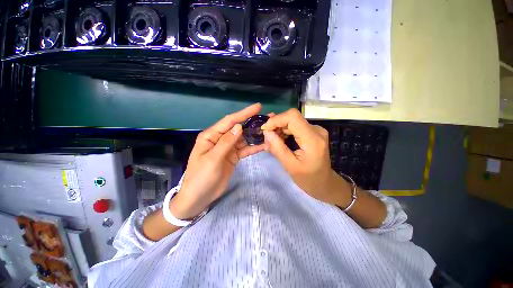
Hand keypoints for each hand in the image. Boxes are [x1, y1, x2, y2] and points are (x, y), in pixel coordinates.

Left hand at [169, 103, 265, 218]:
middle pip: (239, 128)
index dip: (244, 113)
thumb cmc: (200, 178)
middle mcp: (220, 139)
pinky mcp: (233, 157)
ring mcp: (228, 148)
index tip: (258, 107)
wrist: (199, 197)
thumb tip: (239, 126)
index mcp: (211, 136)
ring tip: (269, 130)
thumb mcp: (212, 159)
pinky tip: (264, 145)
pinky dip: (254, 147)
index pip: (229, 121)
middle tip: (268, 119)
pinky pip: (245, 150)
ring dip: (255, 135)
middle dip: (252, 123)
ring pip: (244, 139)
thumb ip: (226, 142)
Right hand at [261, 109, 346, 204]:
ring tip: (272, 141)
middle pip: (292, 117)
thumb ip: (277, 148)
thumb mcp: (290, 166)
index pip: (292, 117)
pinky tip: (280, 140)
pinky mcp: (313, 132)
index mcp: (312, 139)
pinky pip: (295, 126)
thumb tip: (266, 132)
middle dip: (276, 125)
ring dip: (279, 128)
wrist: (324, 183)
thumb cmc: (308, 179)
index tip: (264, 129)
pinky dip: (285, 131)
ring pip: (292, 121)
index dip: (276, 120)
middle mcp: (316, 130)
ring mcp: (316, 130)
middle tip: (266, 137)